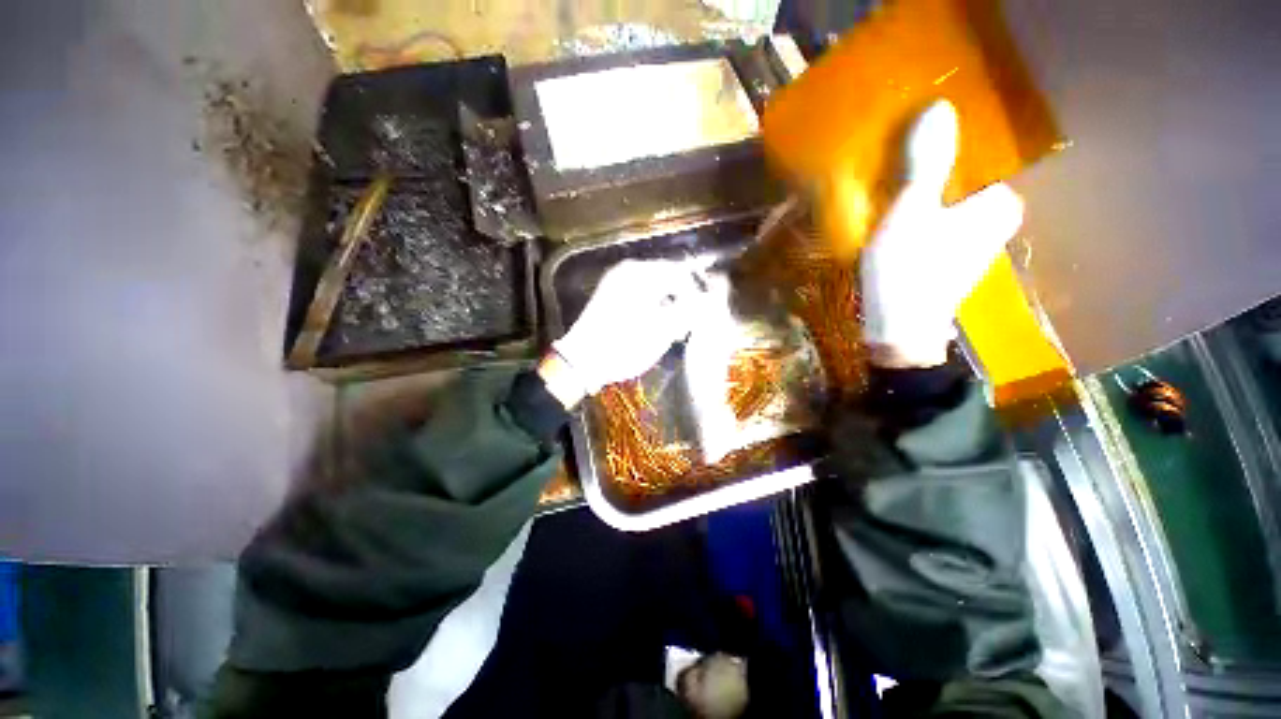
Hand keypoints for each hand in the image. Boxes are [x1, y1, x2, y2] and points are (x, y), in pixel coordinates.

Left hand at [549, 259, 704, 399]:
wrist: (582, 362)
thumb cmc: (624, 345)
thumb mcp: (662, 330)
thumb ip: (689, 311)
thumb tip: (710, 300)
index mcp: (641, 273)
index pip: (680, 272)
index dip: (698, 290)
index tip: (709, 310)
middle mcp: (628, 271)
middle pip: (668, 277)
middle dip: (684, 298)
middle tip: (694, 321)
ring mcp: (617, 283)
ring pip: (655, 287)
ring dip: (671, 304)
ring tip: (679, 328)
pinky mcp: (611, 298)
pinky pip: (642, 295)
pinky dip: (655, 307)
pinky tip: (660, 326)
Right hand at [860, 100, 1024, 367]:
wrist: (899, 329)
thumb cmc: (908, 270)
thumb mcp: (912, 212)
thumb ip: (928, 163)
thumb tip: (940, 106)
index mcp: (998, 201)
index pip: (975, 154)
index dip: (942, 142)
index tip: (909, 136)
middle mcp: (995, 218)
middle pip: (959, 178)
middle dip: (930, 167)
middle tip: (892, 158)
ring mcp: (974, 240)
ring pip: (946, 201)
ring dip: (920, 191)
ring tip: (888, 182)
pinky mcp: (951, 256)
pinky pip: (936, 221)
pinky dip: (918, 214)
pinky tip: (893, 215)